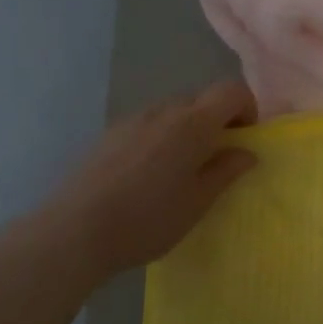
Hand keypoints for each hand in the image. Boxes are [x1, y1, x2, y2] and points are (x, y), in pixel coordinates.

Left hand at [37, 82, 257, 281]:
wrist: (75, 232)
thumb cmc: (149, 219)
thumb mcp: (199, 201)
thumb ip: (226, 171)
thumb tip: (246, 152)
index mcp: (192, 124)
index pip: (232, 91)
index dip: (247, 109)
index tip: (244, 140)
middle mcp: (163, 111)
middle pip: (202, 98)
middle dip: (218, 120)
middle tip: (218, 157)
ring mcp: (132, 120)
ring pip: (173, 110)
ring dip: (189, 129)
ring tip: (183, 168)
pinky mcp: (109, 134)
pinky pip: (148, 124)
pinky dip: (162, 137)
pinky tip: (150, 174)